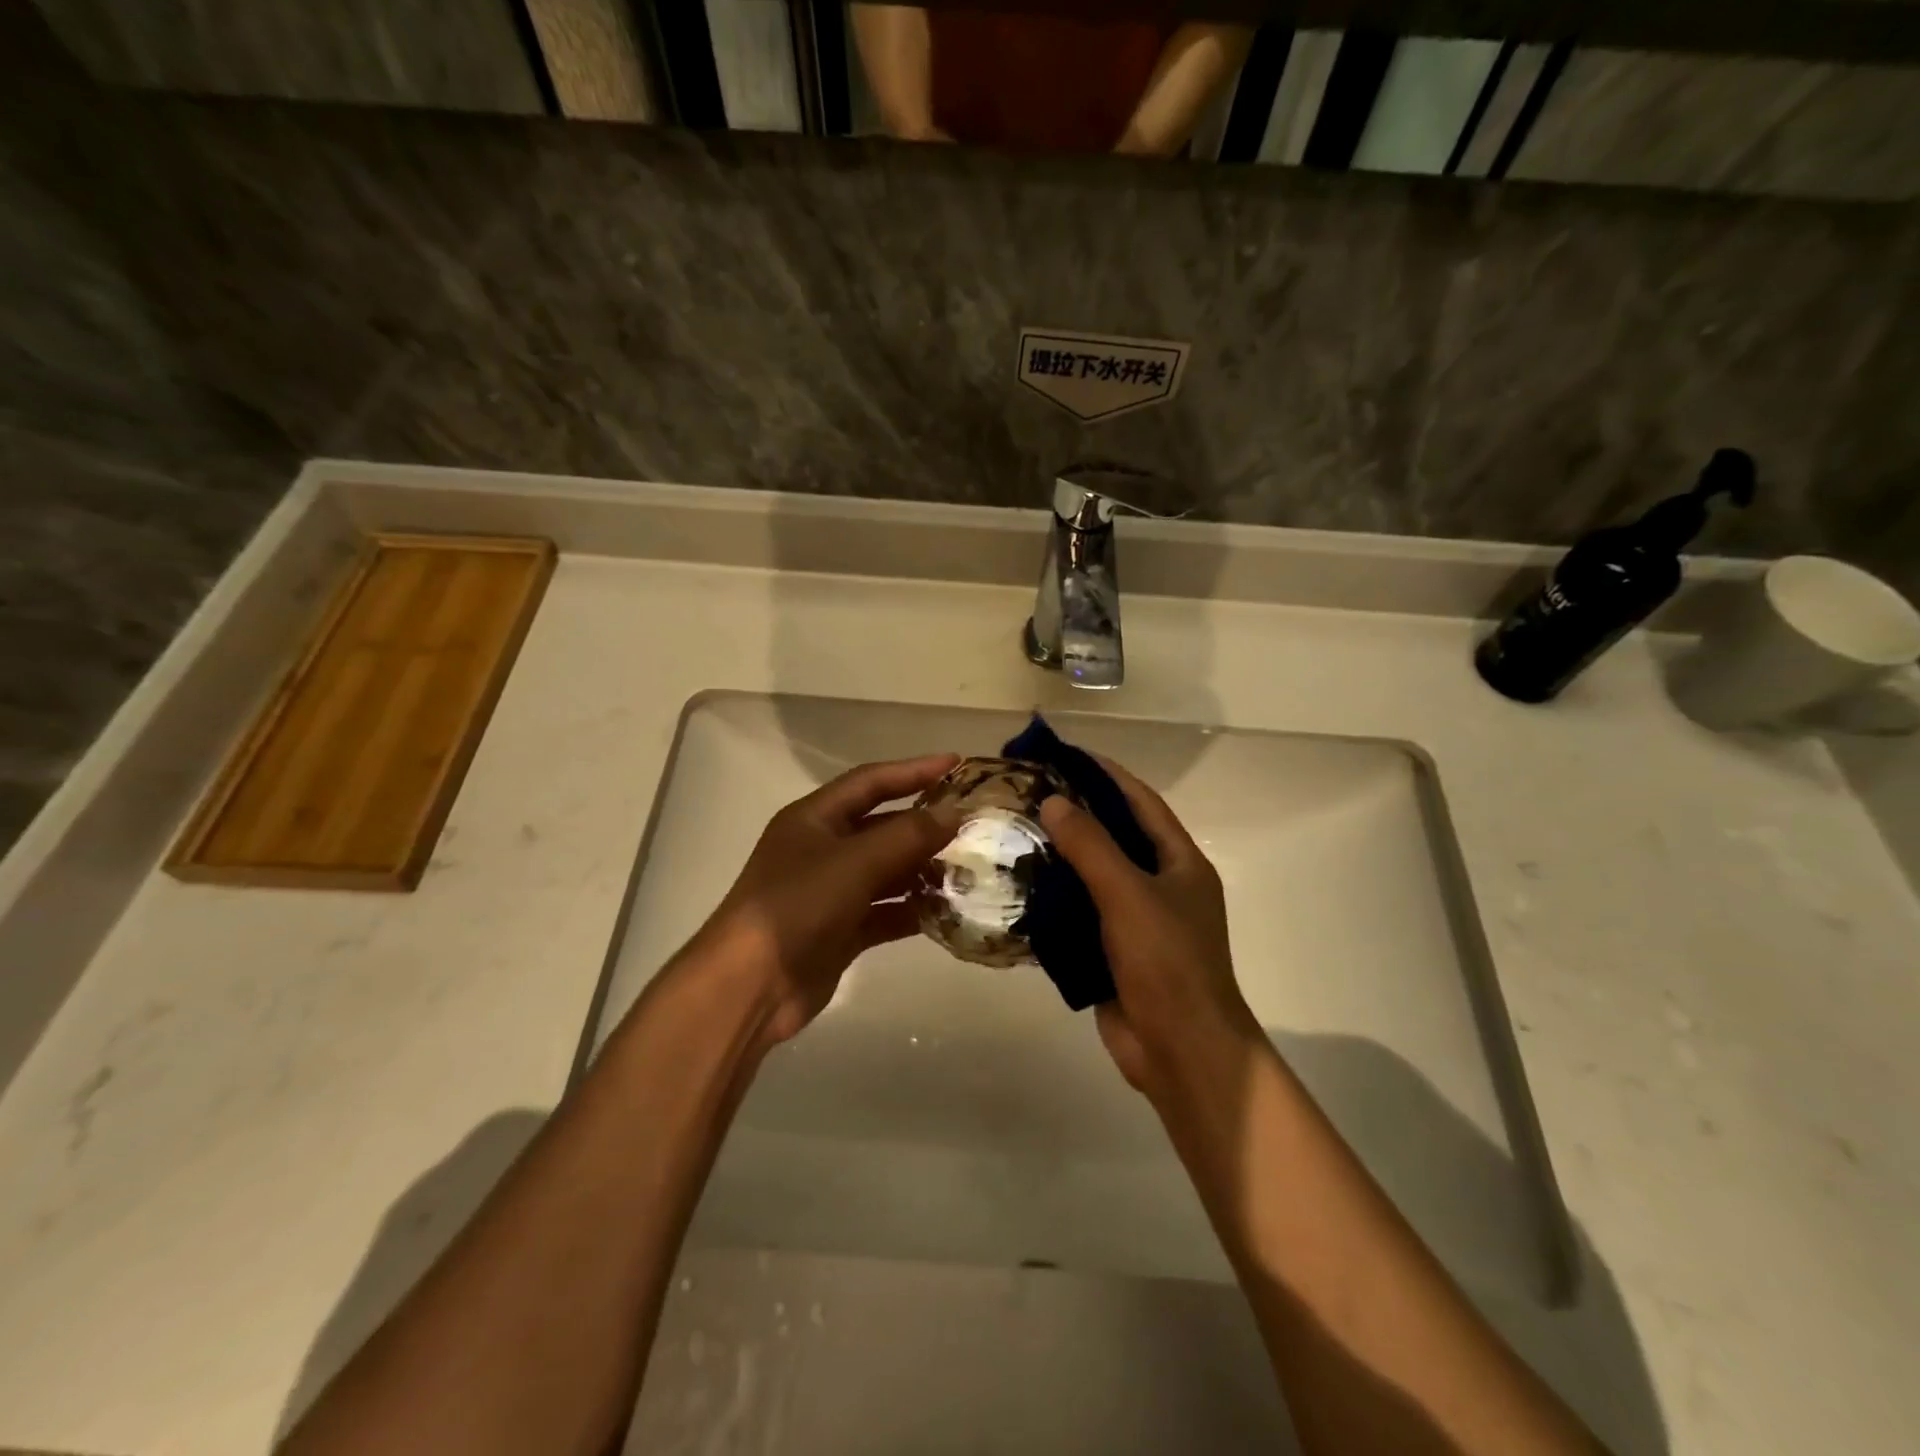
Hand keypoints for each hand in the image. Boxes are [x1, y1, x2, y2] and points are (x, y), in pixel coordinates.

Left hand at [691, 754, 960, 1047]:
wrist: (750, 985)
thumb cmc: (797, 905)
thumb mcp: (854, 862)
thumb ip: (907, 836)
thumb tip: (954, 814)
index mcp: (814, 818)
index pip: (871, 781)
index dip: (913, 771)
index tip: (956, 764)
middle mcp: (822, 849)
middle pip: (882, 827)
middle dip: (924, 825)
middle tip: (973, 824)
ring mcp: (831, 892)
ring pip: (887, 872)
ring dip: (923, 870)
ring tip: (969, 869)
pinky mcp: (840, 930)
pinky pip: (885, 912)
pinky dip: (912, 910)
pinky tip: (946, 911)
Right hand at [1039, 761, 1258, 1098]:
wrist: (1181, 1051)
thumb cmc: (1167, 963)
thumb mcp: (1129, 895)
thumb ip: (1091, 846)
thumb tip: (1053, 801)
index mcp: (1179, 862)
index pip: (1140, 801)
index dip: (1104, 774)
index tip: (1062, 754)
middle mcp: (1160, 884)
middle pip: (1114, 835)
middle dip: (1075, 813)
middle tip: (1027, 793)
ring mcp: (1137, 920)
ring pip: (1093, 876)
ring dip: (1060, 856)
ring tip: (1014, 833)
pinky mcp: (1113, 951)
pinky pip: (1080, 913)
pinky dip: (1054, 899)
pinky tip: (1019, 886)